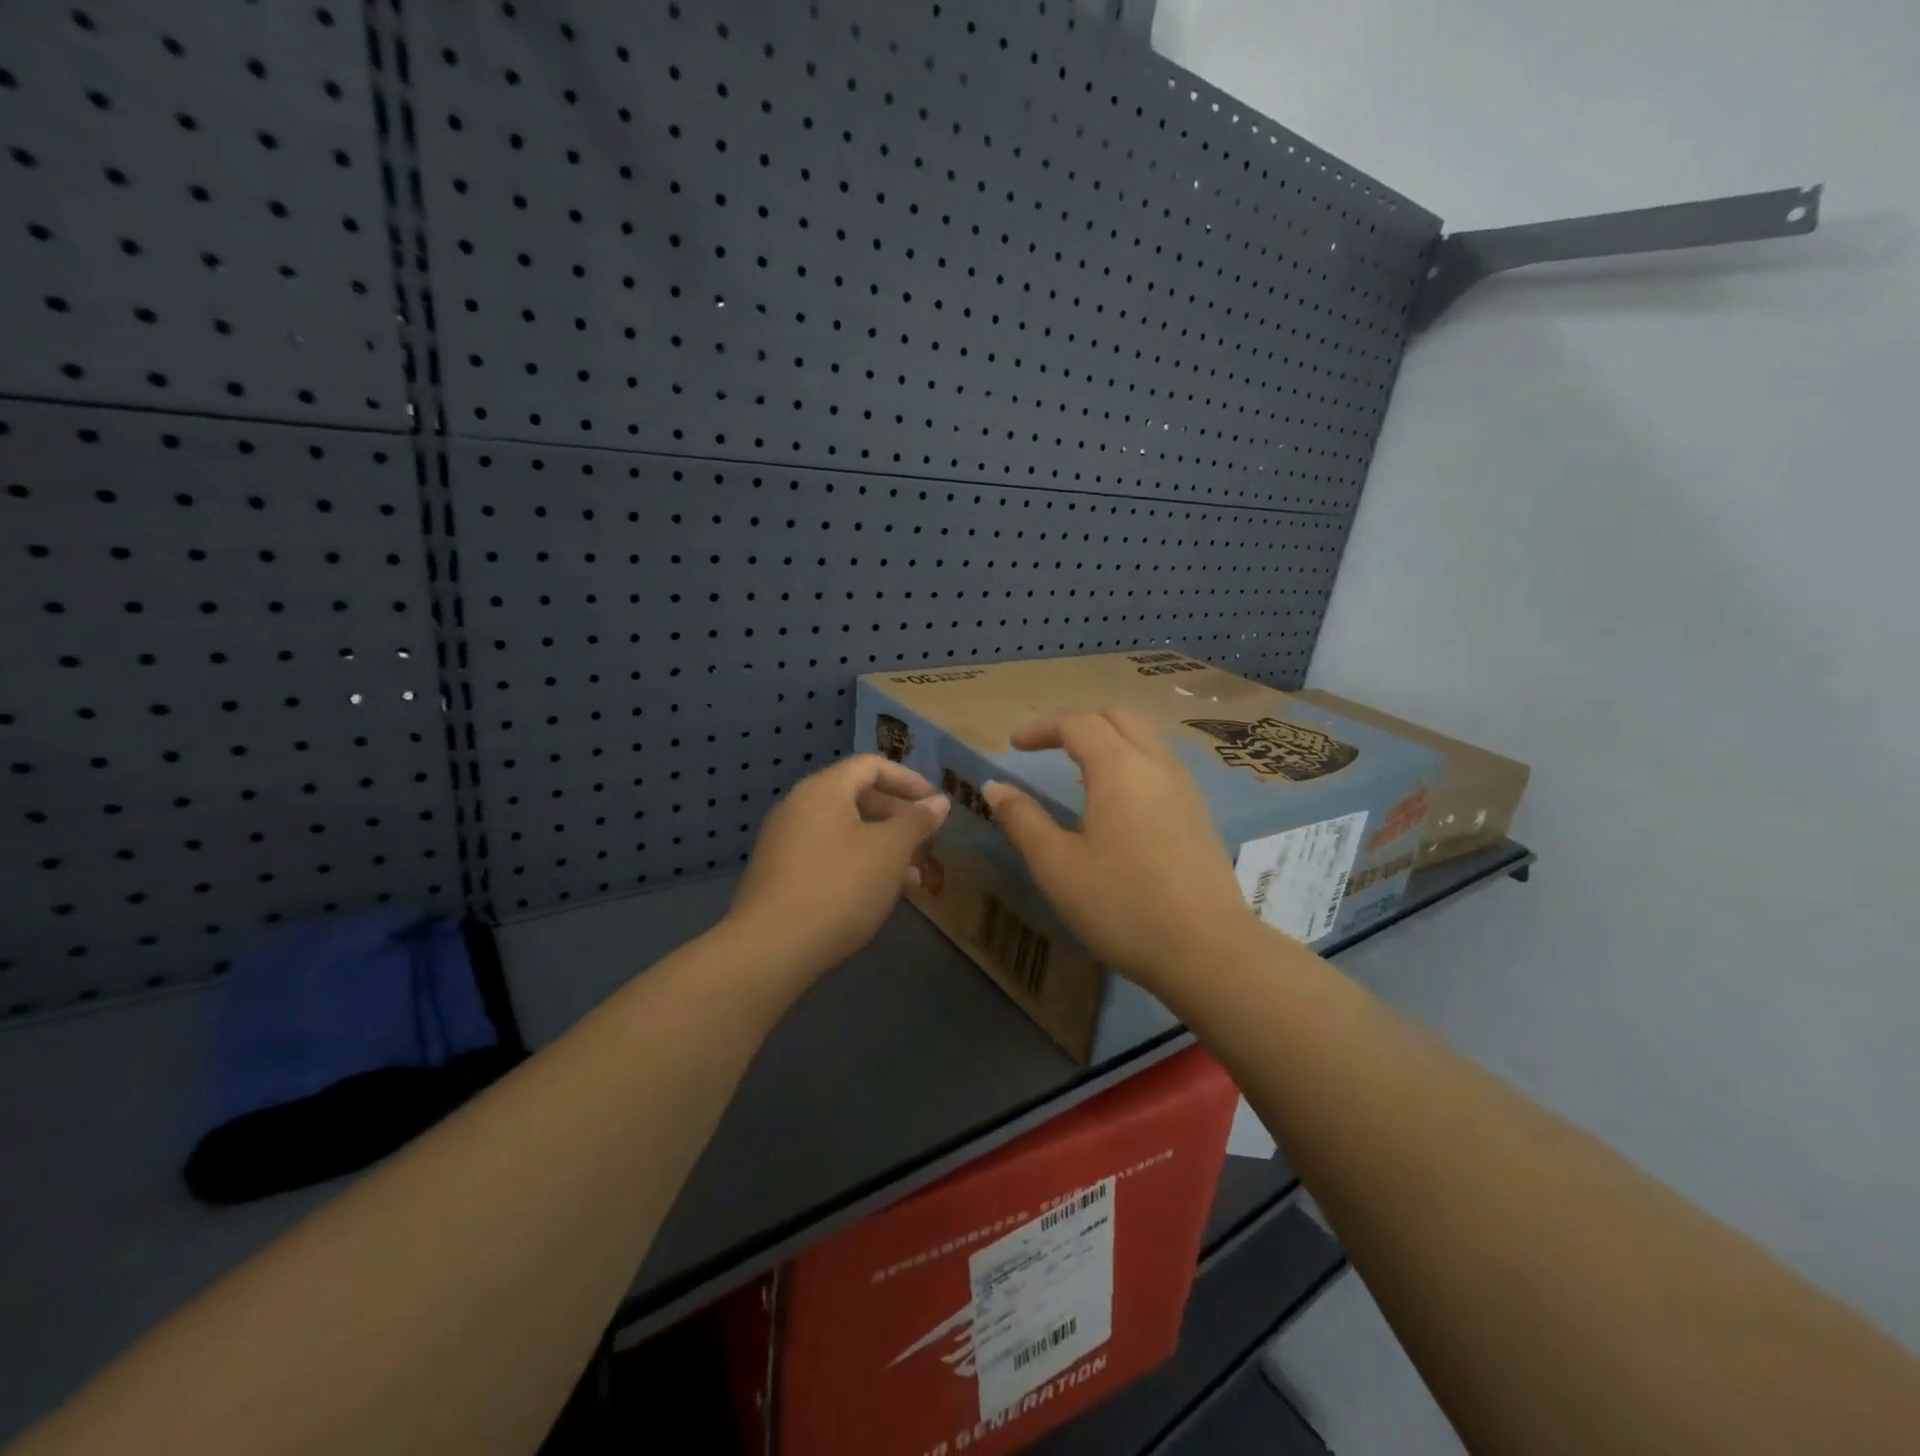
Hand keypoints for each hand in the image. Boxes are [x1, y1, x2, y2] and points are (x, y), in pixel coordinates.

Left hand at [730, 755, 951, 975]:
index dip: (910, 781)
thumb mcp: (890, 851)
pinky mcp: (781, 875)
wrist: (771, 949)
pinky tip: (882, 894)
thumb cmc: (839, 886)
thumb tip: (939, 801)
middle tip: (929, 842)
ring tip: (915, 876)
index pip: (872, 766)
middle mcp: (799, 807)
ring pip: (847, 831)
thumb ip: (918, 821)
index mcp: (823, 789)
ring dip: (884, 846)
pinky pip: (830, 855)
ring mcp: (786, 842)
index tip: (937, 805)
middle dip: (899, 818)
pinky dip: (860, 864)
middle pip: (858, 797)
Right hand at [983, 709, 1258, 996]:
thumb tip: (995, 787)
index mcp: (1119, 768)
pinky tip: (1116, 802)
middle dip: (1077, 722)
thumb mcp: (1057, 865)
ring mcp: (1184, 787)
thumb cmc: (1122, 905)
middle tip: (1046, 744)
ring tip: (1077, 770)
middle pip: (1117, 717)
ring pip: (1144, 738)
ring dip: (1107, 739)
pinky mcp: (1198, 813)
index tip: (1014, 745)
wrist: (1207, 950)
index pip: (1078, 723)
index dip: (1042, 727)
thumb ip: (1023, 819)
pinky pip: (1160, 764)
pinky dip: (1130, 761)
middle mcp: (1156, 764)